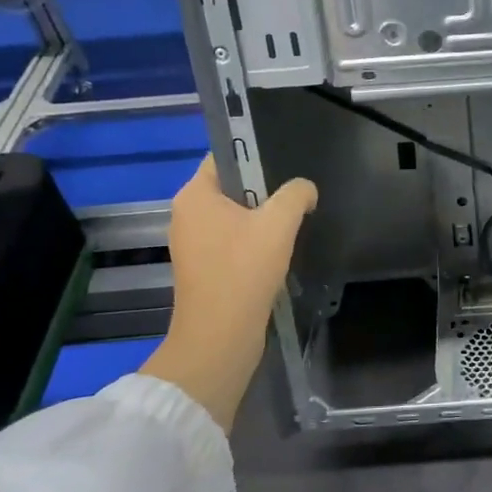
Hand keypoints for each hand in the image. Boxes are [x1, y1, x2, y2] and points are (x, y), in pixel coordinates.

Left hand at [140, 157, 317, 431]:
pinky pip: (232, 241)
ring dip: (262, 219)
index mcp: (194, 196)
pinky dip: (254, 242)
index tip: (285, 161)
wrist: (220, 339)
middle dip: (264, 189)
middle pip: (232, 186)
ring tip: (293, 223)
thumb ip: (296, 195)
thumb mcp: (279, 223)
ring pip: (235, 216)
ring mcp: (193, 244)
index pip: (223, 156)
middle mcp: (186, 215)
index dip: (254, 153)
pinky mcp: (204, 269)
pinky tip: (279, 251)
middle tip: (296, 194)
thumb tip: (304, 190)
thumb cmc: (243, 271)